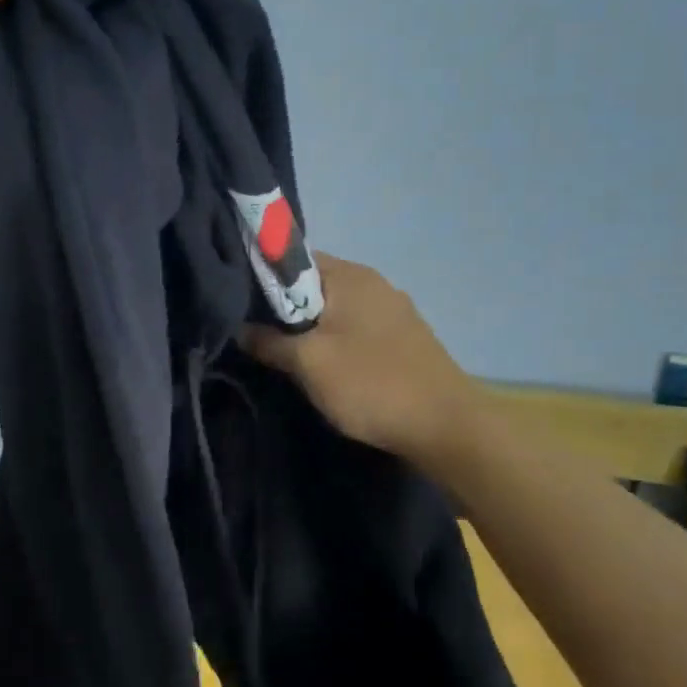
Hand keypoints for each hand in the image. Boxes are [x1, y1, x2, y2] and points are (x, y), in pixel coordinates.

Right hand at [242, 253, 481, 461]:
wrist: (445, 427)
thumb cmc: (370, 384)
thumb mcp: (308, 363)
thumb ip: (269, 341)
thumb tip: (240, 328)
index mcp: (350, 275)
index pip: (293, 259)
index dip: (263, 278)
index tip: (242, 306)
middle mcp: (374, 282)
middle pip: (314, 285)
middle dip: (285, 309)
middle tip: (260, 336)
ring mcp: (394, 309)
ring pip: (335, 309)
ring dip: (311, 328)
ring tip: (289, 355)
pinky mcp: (404, 336)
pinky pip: (356, 327)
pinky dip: (336, 340)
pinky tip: (328, 366)